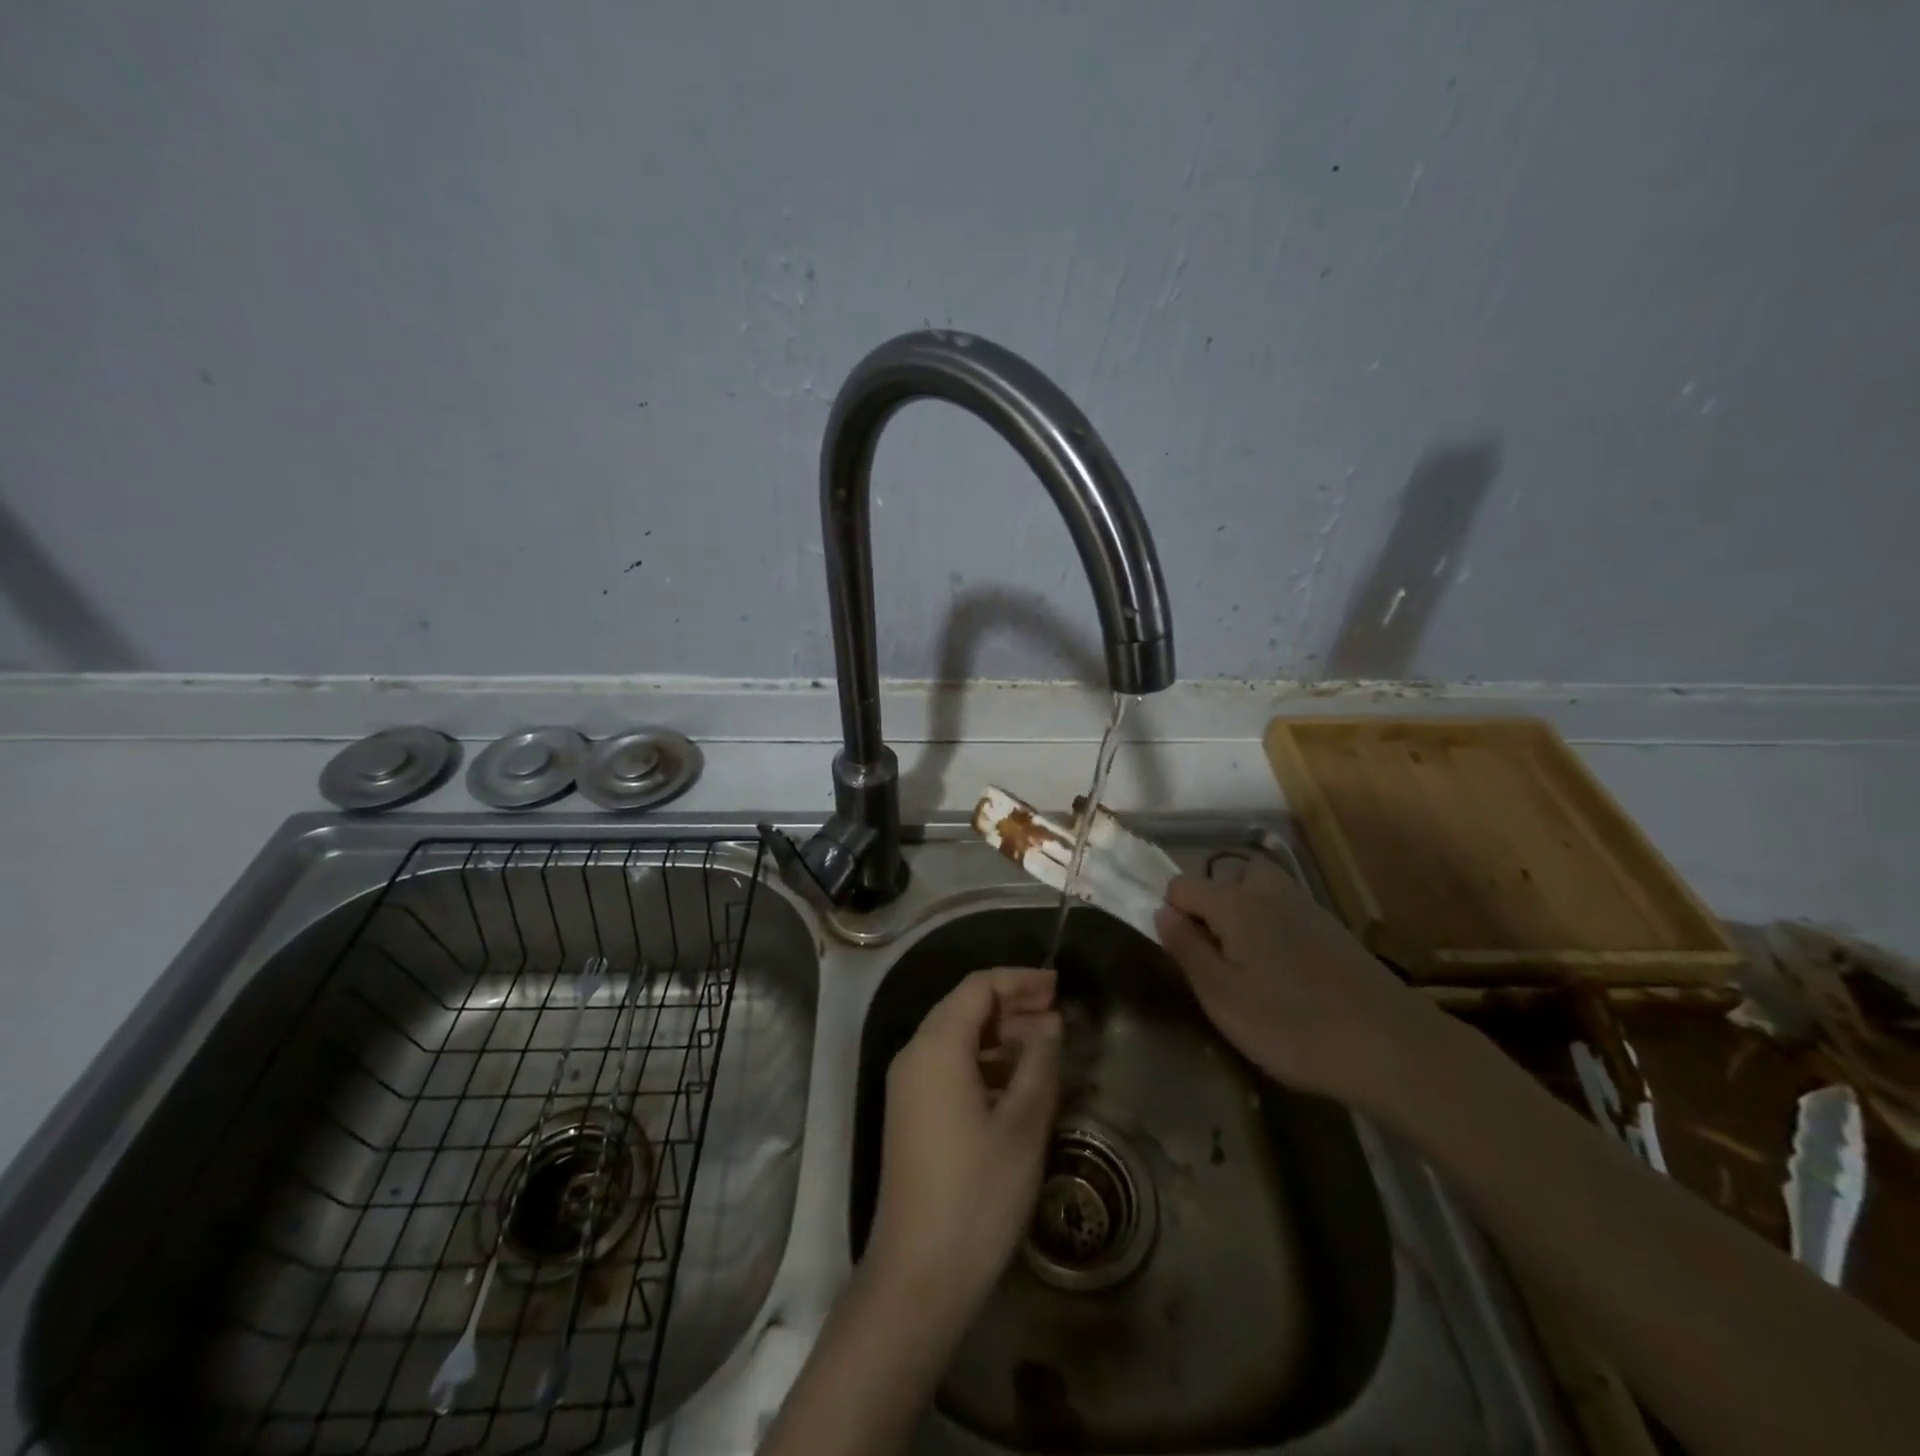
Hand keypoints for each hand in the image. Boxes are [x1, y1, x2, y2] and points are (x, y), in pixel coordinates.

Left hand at [868, 968, 1061, 1322]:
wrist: (918, 1274)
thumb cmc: (977, 1192)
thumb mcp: (1023, 1124)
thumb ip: (1039, 1063)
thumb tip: (1049, 1025)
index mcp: (936, 1046)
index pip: (978, 987)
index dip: (1019, 980)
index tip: (1058, 987)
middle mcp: (914, 1055)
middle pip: (965, 1008)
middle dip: (1012, 1005)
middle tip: (1058, 1015)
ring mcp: (908, 1086)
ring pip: (957, 1038)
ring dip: (1001, 1035)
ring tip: (1047, 1046)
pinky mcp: (912, 1114)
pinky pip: (949, 1067)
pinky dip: (985, 1062)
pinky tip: (1018, 1082)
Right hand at [1153, 856, 1443, 1112]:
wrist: (1394, 1048)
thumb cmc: (1293, 1025)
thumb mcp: (1222, 997)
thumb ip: (1186, 949)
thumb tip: (1161, 912)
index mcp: (1235, 902)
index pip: (1181, 885)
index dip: (1172, 914)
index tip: (1185, 957)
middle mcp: (1269, 890)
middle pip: (1224, 879)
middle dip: (1212, 910)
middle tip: (1218, 961)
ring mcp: (1306, 906)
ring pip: (1257, 895)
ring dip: (1243, 920)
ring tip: (1250, 972)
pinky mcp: (1333, 929)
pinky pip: (1285, 914)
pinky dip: (1274, 933)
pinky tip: (1288, 980)